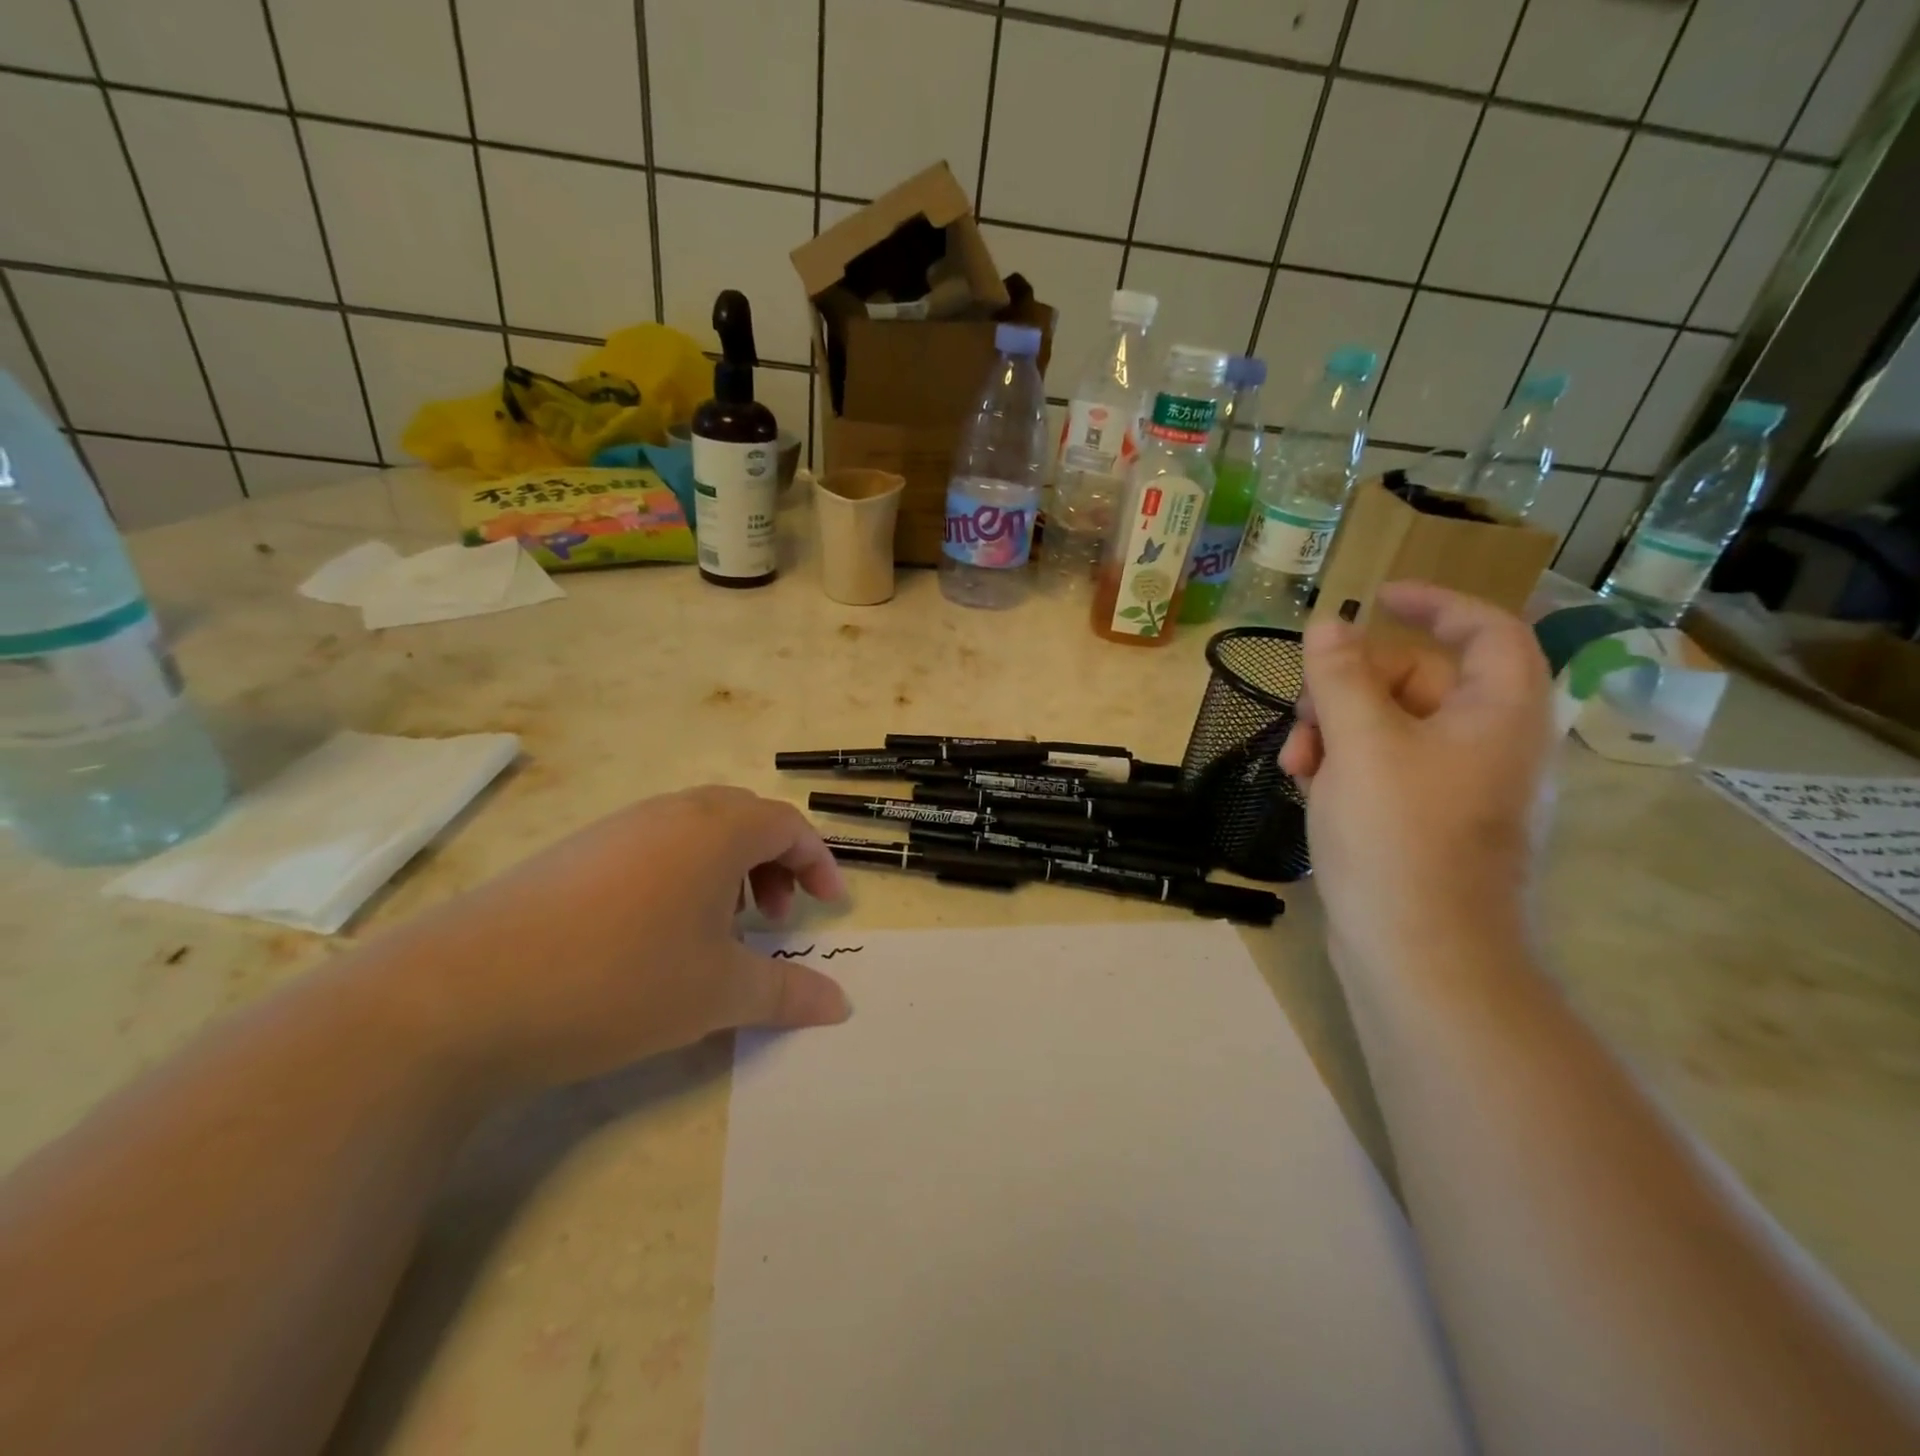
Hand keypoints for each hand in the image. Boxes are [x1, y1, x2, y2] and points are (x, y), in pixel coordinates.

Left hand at [372, 786, 851, 1093]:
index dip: (818, 862)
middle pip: (744, 819)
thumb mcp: (717, 993)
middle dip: (774, 864)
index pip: (787, 825)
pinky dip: (680, 879)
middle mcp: (669, 813)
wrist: (461, 994)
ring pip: (696, 833)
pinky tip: (656, 938)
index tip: (828, 907)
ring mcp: (616, 829)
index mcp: (715, 829)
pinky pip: (652, 848)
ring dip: (727, 872)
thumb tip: (840, 1003)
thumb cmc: (619, 979)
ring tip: (718, 933)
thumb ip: (787, 991)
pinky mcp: (574, 854)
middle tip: (774, 919)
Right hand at [1279, 582, 1553, 974]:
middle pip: (1417, 678)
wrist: (1420, 955)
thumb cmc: (1399, 837)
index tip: (1376, 596)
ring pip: (1389, 725)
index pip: (1485, 629)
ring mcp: (1457, 785)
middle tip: (1303, 714)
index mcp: (1499, 712)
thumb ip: (1340, 676)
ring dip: (1334, 730)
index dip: (1434, 603)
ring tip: (1295, 765)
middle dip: (1348, 687)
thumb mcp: (1360, 743)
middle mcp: (1488, 742)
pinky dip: (1343, 765)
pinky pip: (1383, 767)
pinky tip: (1306, 786)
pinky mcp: (1426, 820)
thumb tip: (1328, 624)